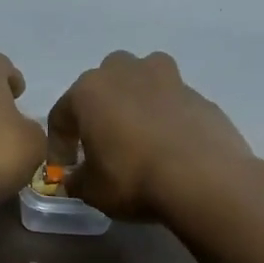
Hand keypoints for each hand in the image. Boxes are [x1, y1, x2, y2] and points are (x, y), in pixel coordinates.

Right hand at [46, 51, 263, 220]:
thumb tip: (75, 177)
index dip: (59, 144)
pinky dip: (166, 115)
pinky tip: (169, 144)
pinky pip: (172, 100)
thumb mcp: (92, 190)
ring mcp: (166, 78)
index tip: (64, 169)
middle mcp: (125, 72)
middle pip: (103, 83)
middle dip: (98, 109)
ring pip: (141, 78)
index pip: (61, 114)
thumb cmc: (134, 179)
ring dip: (135, 97)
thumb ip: (76, 180)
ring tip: (138, 130)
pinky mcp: (198, 94)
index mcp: (89, 91)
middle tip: (102, 141)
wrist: (204, 179)